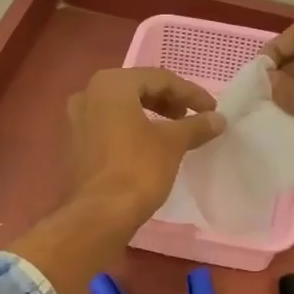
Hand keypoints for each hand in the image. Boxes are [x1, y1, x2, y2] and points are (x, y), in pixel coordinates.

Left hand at [64, 67, 225, 230]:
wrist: (100, 214)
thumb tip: (218, 119)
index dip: (190, 93)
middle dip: (169, 101)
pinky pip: (110, 125)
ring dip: (152, 114)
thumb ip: (196, 125)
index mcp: (111, 84)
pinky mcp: (76, 143)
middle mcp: (89, 93)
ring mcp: (77, 118)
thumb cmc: (138, 168)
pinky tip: (151, 144)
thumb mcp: (173, 142)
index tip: (212, 110)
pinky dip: (133, 128)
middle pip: (139, 88)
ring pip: (123, 107)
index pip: (160, 78)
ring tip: (176, 130)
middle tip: (193, 117)